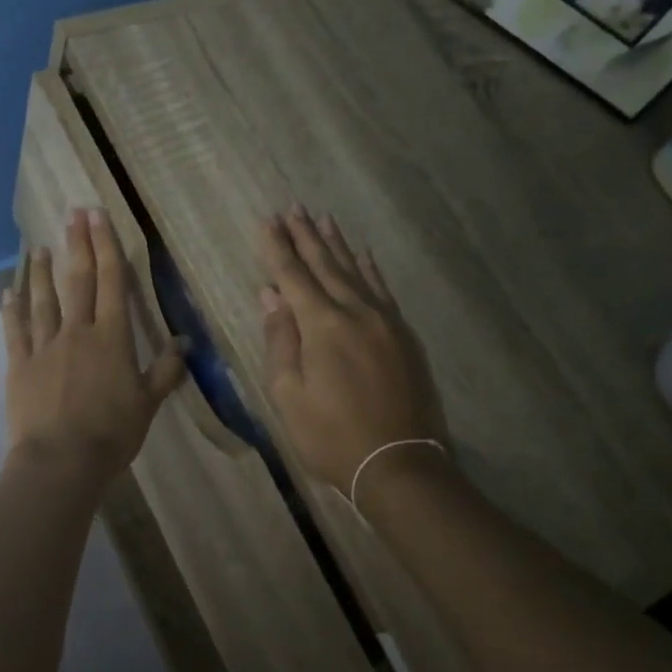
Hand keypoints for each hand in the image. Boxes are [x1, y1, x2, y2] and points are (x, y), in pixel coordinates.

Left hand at [3, 208, 184, 488]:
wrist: (61, 460)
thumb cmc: (111, 433)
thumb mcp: (148, 403)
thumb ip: (166, 371)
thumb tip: (185, 343)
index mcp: (112, 338)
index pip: (111, 283)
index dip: (107, 247)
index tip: (99, 217)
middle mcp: (77, 332)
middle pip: (77, 280)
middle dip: (77, 244)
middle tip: (73, 213)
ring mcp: (44, 346)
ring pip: (43, 299)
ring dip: (40, 271)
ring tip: (38, 246)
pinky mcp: (20, 365)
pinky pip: (15, 331)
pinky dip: (12, 310)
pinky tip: (8, 292)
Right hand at [258, 207, 445, 493]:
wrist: (399, 463)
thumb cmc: (331, 435)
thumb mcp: (288, 394)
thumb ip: (280, 340)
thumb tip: (270, 296)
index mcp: (323, 326)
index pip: (293, 276)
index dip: (277, 248)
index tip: (266, 220)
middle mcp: (356, 313)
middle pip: (326, 265)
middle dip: (306, 237)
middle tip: (293, 208)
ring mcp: (386, 322)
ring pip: (357, 272)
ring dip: (337, 245)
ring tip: (324, 219)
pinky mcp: (405, 336)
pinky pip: (383, 290)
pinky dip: (369, 270)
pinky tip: (363, 256)